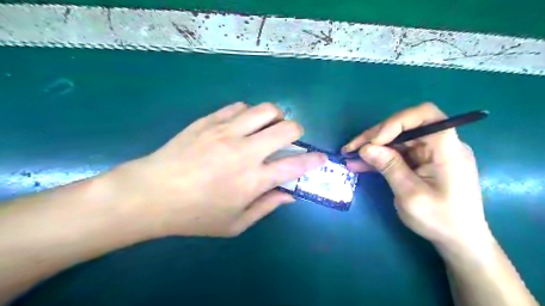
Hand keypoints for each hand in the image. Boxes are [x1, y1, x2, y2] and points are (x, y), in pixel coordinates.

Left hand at [109, 103, 325, 238]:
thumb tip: (289, 195)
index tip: (322, 158)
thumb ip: (266, 207)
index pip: (295, 165)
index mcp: (253, 180)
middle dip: (297, 132)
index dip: (314, 160)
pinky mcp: (209, 121)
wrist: (150, 194)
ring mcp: (226, 131)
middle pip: (286, 128)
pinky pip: (238, 107)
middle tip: (290, 139)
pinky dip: (247, 114)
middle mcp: (245, 151)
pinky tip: (240, 125)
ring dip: (274, 117)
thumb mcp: (234, 224)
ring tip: (267, 128)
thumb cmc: (194, 215)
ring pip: (265, 110)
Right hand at [345, 103, 494, 253]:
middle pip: (404, 126)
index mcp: (447, 149)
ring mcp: (428, 153)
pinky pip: (396, 153)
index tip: (375, 140)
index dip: (396, 121)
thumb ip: (390, 168)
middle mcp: (438, 145)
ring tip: (348, 155)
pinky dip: (377, 157)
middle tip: (351, 148)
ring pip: (395, 139)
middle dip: (375, 136)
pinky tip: (358, 164)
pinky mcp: (419, 162)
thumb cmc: (441, 220)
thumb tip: (366, 148)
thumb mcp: (411, 196)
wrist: (458, 239)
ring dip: (371, 146)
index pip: (425, 115)